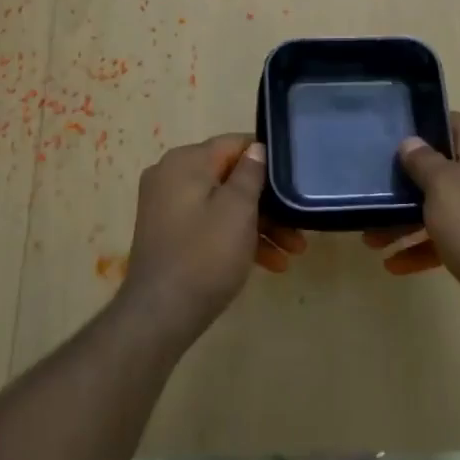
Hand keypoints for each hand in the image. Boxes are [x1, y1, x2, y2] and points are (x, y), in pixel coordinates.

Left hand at [121, 134, 306, 341]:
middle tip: (300, 227)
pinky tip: (269, 263)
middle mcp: (171, 175)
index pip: (235, 144)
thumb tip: (256, 149)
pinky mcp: (169, 232)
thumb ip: (250, 174)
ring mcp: (167, 205)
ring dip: (259, 224)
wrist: (160, 315)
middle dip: (268, 203)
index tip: (295, 180)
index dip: (268, 159)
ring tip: (293, 252)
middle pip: (231, 177)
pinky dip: (237, 237)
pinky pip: (210, 223)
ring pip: (224, 204)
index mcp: (186, 161)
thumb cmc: (205, 256)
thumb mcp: (238, 210)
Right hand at [363, 112, 459, 329]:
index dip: (425, 124)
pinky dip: (422, 246)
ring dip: (406, 220)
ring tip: (371, 236)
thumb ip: (425, 161)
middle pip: (443, 168)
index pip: (455, 124)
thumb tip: (411, 141)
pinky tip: (394, 264)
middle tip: (376, 186)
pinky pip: (446, 237)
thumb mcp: (444, 187)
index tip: (394, 133)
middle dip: (408, 180)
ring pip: (440, 206)